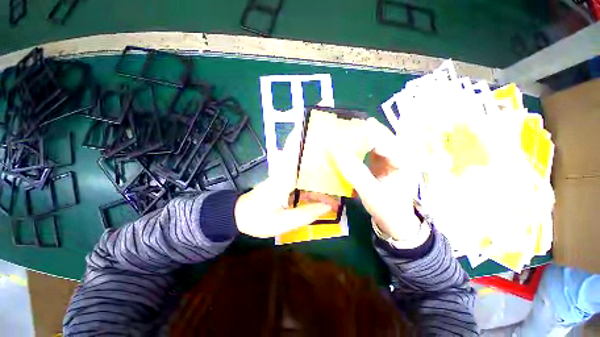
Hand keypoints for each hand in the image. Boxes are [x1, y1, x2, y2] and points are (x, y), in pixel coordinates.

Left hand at [235, 128, 334, 237]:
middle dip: (321, 156)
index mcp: (282, 179)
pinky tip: (326, 192)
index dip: (304, 140)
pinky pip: (303, 179)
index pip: (295, 154)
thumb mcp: (281, 222)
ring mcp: (285, 176)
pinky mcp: (285, 181)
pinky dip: (314, 184)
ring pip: (306, 171)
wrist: (240, 217)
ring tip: (339, 178)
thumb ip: (305, 214)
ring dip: (321, 173)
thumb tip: (328, 206)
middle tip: (340, 155)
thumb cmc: (257, 219)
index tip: (315, 129)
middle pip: (305, 160)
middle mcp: (284, 173)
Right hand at [330, 118, 422, 241]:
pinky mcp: (381, 161)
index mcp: (404, 159)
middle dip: (359, 131)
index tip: (341, 131)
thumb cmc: (387, 209)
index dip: (361, 133)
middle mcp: (400, 153)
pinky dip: (357, 146)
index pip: (381, 138)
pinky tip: (346, 146)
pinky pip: (368, 148)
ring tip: (341, 135)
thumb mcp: (371, 192)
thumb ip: (354, 172)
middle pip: (378, 134)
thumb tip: (335, 151)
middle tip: (339, 129)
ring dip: (357, 137)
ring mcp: (390, 157)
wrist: (395, 222)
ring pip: (373, 139)